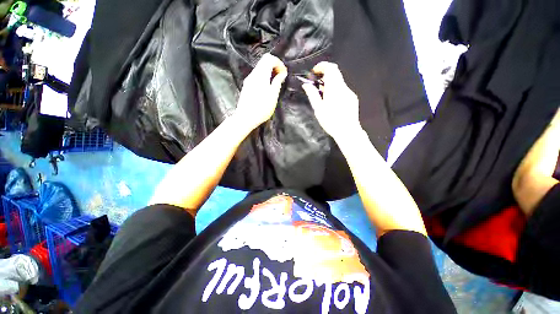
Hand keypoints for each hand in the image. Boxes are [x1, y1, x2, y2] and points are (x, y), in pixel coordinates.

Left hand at [235, 53, 287, 129]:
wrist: (245, 118)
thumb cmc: (261, 109)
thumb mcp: (273, 96)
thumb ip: (277, 82)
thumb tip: (282, 73)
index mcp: (260, 75)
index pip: (269, 58)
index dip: (279, 63)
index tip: (284, 74)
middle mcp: (253, 74)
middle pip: (264, 61)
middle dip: (275, 66)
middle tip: (281, 77)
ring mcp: (248, 80)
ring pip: (260, 68)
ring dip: (269, 72)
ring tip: (276, 83)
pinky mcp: (247, 86)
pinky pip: (257, 75)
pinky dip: (264, 76)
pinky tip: (267, 87)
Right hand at [302, 62, 361, 140]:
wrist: (347, 131)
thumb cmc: (331, 121)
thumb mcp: (318, 109)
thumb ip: (312, 95)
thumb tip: (306, 85)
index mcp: (334, 88)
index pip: (330, 68)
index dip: (321, 66)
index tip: (314, 72)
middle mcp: (343, 87)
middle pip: (335, 72)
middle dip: (325, 74)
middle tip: (316, 84)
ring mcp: (349, 92)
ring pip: (339, 81)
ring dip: (329, 83)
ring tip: (322, 95)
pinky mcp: (352, 98)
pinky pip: (343, 88)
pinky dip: (335, 89)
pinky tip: (332, 101)